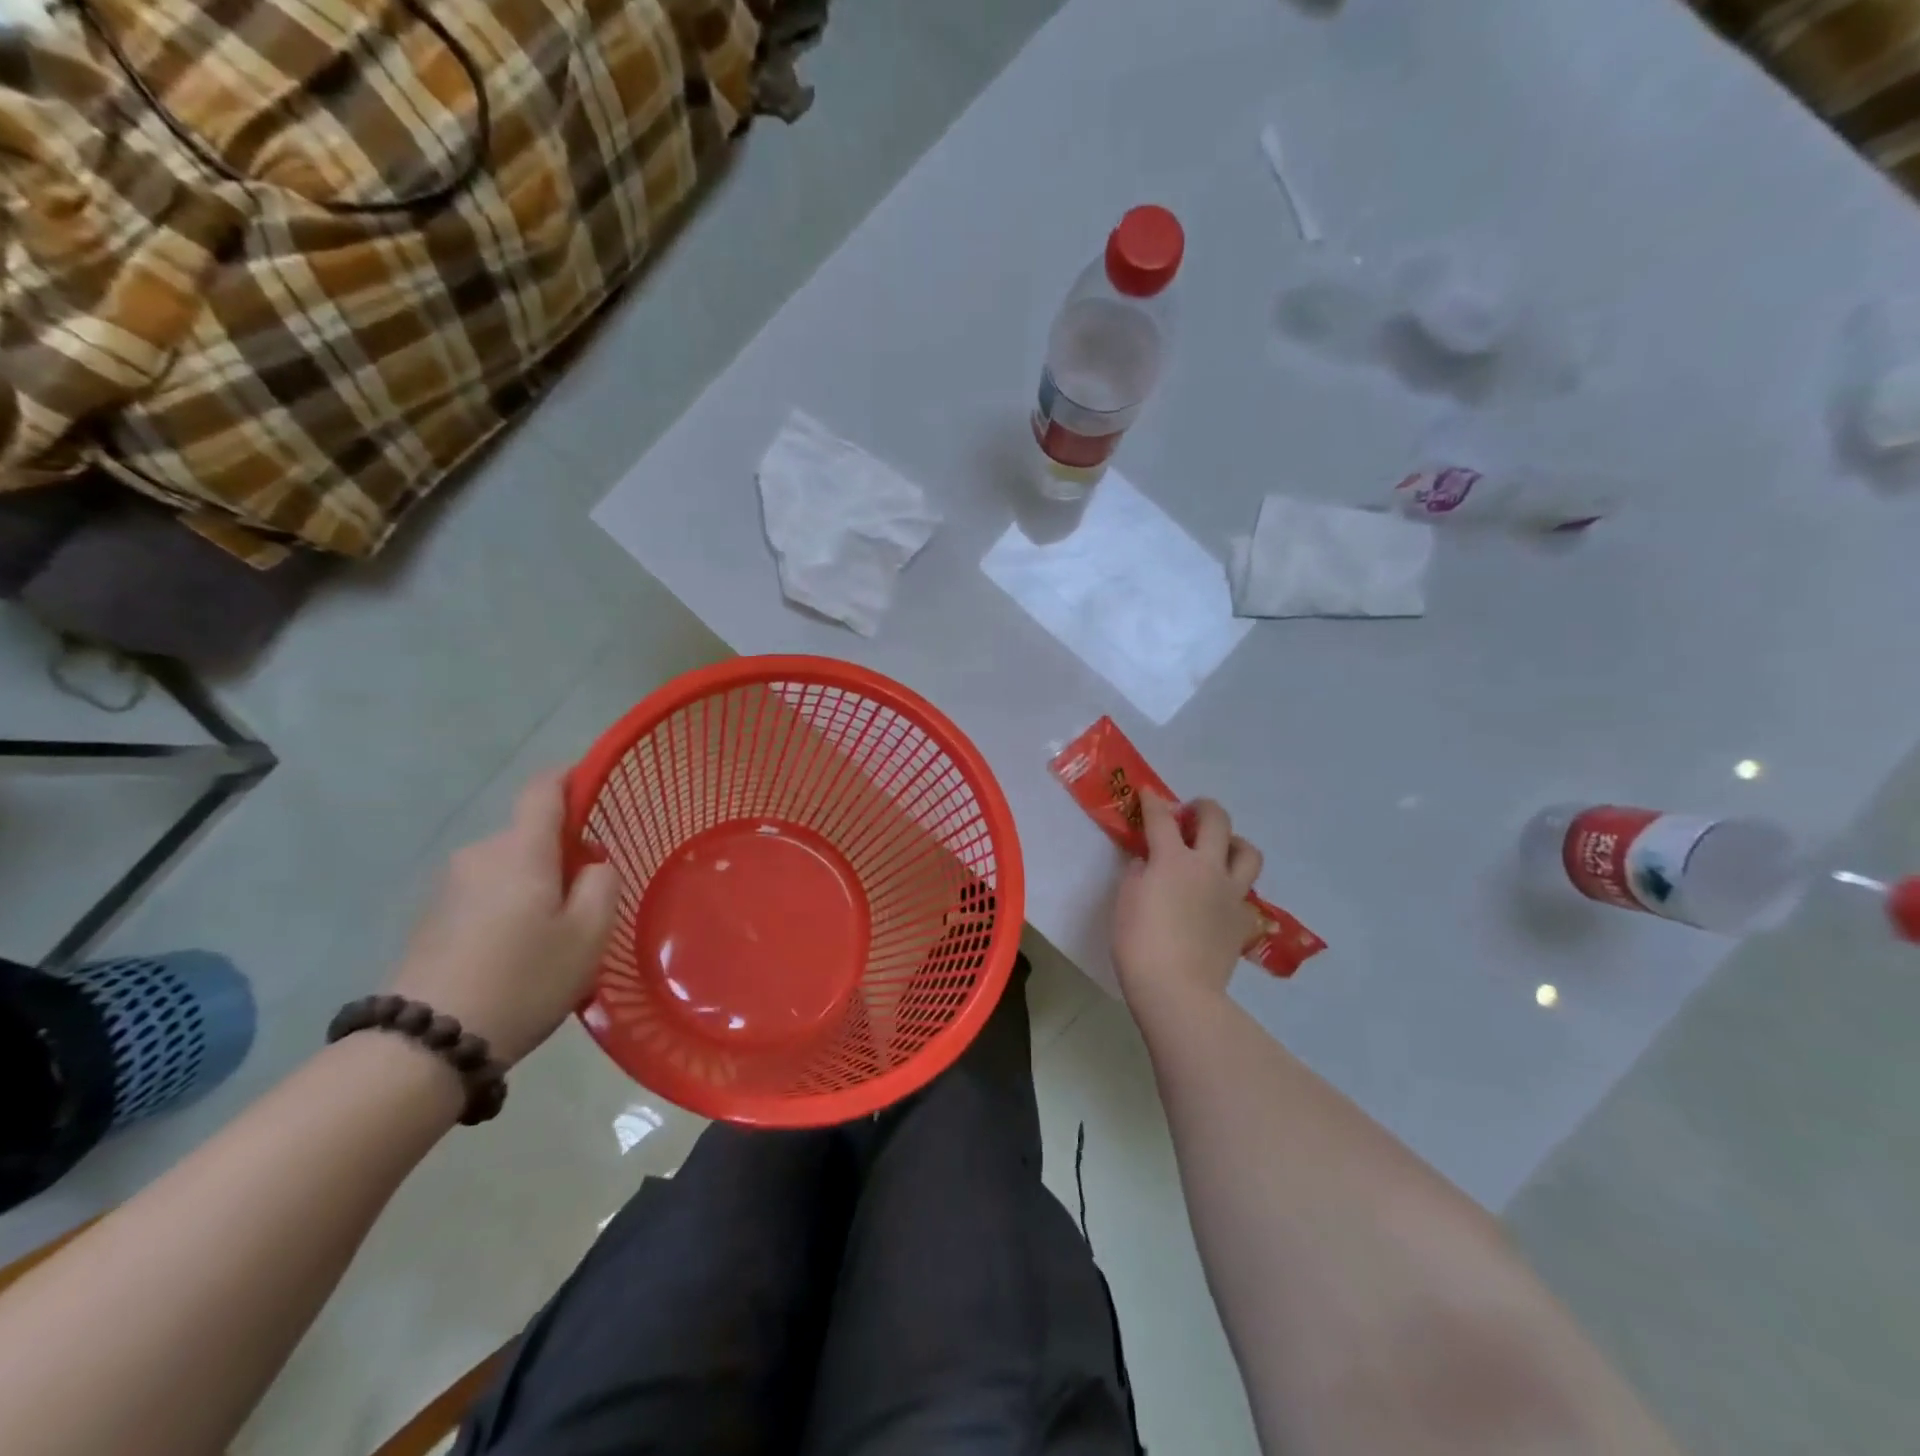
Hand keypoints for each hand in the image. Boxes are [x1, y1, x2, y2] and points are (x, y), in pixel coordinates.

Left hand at [389, 771, 618, 1065]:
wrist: (426, 1044)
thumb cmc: (524, 980)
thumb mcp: (588, 934)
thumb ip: (601, 884)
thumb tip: (592, 863)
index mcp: (521, 850)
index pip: (543, 789)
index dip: (570, 777)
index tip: (594, 783)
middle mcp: (480, 855)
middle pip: (529, 835)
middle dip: (562, 852)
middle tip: (589, 898)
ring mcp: (449, 887)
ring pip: (509, 867)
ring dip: (535, 885)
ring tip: (555, 936)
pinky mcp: (431, 918)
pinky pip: (485, 895)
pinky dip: (510, 908)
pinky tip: (519, 954)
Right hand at [1112, 794, 1262, 1013]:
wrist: (1177, 989)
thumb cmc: (1139, 943)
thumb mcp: (1125, 900)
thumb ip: (1139, 873)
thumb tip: (1150, 863)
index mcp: (1173, 859)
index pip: (1161, 818)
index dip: (1152, 801)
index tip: (1147, 794)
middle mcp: (1207, 868)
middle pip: (1216, 821)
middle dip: (1203, 808)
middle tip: (1191, 813)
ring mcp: (1231, 894)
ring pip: (1248, 853)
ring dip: (1233, 842)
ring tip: (1219, 849)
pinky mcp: (1242, 920)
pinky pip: (1245, 894)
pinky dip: (1233, 887)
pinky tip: (1219, 898)